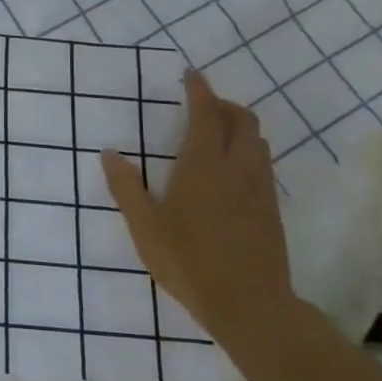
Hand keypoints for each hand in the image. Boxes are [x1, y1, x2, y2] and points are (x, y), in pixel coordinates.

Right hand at [101, 68, 291, 339]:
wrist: (250, 305)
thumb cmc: (189, 262)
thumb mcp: (145, 227)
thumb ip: (126, 187)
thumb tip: (110, 153)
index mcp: (203, 165)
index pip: (206, 114)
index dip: (200, 90)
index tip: (191, 75)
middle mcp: (236, 168)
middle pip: (243, 120)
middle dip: (224, 105)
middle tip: (203, 106)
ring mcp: (260, 189)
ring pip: (258, 142)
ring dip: (240, 128)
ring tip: (217, 136)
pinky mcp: (271, 209)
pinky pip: (263, 164)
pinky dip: (248, 152)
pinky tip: (231, 173)